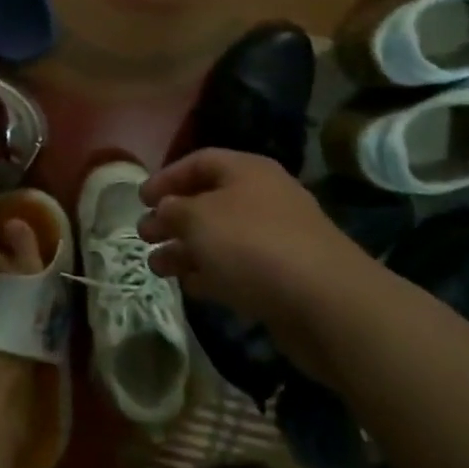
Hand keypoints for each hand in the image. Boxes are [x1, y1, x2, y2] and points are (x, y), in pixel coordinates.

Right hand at [137, 149, 377, 378]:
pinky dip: (212, 273)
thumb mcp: (198, 218)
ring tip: (157, 266)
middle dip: (173, 218)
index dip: (166, 177)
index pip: (199, 162)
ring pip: (221, 238)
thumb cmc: (253, 245)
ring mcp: (278, 240)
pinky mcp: (286, 278)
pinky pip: (239, 268)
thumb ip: (173, 209)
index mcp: (247, 171)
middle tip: (144, 234)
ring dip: (187, 250)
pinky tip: (190, 286)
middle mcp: (264, 199)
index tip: (141, 199)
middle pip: (209, 201)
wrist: (328, 305)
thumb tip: (166, 209)